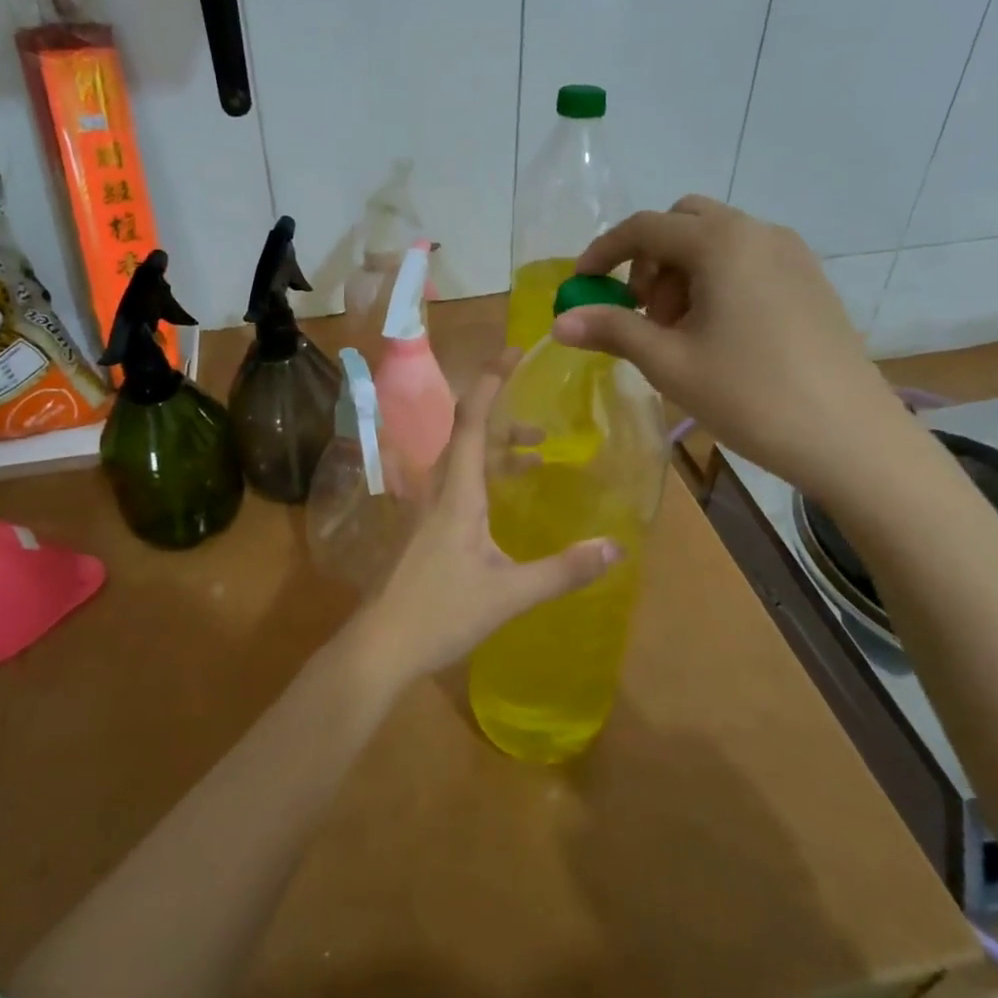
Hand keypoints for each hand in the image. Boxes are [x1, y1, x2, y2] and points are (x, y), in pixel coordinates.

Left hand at [347, 353, 618, 685]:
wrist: (380, 645)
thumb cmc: (441, 612)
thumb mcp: (510, 593)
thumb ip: (563, 571)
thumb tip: (616, 548)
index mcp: (457, 492)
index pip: (473, 420)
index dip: (491, 381)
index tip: (514, 352)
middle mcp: (438, 489)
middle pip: (469, 435)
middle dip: (506, 419)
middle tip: (545, 427)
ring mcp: (426, 509)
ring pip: (462, 461)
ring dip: (498, 451)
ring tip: (538, 457)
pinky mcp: (422, 528)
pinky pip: (456, 484)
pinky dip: (485, 476)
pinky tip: (504, 503)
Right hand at [551, 195, 912, 500]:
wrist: (851, 438)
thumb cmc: (750, 395)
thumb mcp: (669, 362)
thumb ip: (612, 331)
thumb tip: (559, 322)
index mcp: (722, 243)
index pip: (645, 227)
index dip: (604, 252)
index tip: (581, 285)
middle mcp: (758, 233)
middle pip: (683, 223)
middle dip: (649, 259)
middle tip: (641, 312)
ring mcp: (792, 255)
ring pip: (717, 241)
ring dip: (681, 272)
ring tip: (678, 332)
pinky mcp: (810, 281)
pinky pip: (747, 260)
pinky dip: (716, 280)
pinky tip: (717, 335)